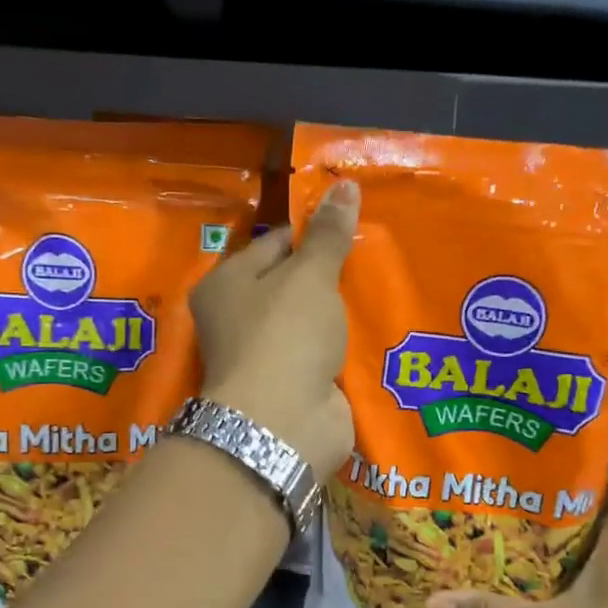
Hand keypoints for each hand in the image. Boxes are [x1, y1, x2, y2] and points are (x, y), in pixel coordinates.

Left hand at [189, 180, 358, 478]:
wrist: (283, 423)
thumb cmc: (285, 334)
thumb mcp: (309, 275)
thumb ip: (329, 235)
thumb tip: (344, 184)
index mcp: (226, 284)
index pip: (273, 243)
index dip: (312, 232)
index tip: (352, 224)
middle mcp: (237, 318)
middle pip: (290, 284)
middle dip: (329, 274)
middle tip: (374, 254)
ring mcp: (265, 356)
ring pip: (309, 321)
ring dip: (338, 312)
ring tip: (381, 285)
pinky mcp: (291, 386)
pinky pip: (321, 354)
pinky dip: (343, 346)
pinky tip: (374, 329)